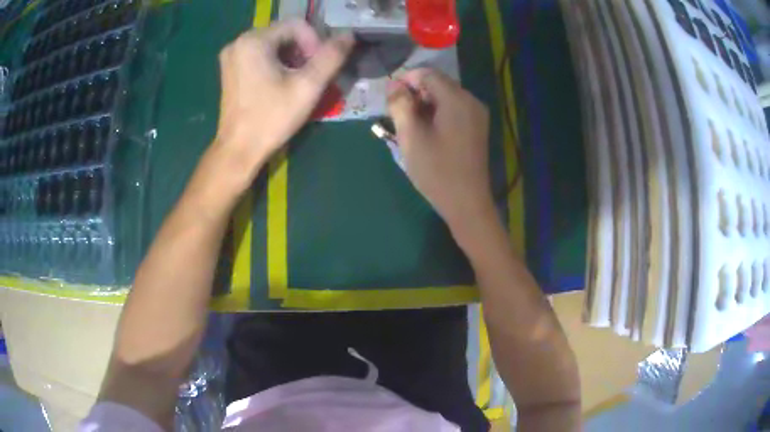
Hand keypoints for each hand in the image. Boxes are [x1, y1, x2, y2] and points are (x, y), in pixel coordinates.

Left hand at [211, 19, 353, 193]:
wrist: (238, 151)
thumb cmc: (271, 119)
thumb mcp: (307, 87)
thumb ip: (331, 57)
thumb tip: (349, 36)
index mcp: (253, 40)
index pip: (297, 25)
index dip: (315, 42)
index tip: (319, 68)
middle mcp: (239, 42)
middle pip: (284, 33)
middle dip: (304, 50)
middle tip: (312, 75)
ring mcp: (232, 56)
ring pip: (274, 44)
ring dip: (292, 57)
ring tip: (299, 81)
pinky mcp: (231, 69)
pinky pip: (261, 55)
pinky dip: (277, 63)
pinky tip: (282, 83)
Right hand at [387, 68, 493, 228]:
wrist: (467, 202)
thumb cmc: (436, 170)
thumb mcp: (410, 136)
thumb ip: (400, 104)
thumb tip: (393, 84)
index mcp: (457, 99)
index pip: (427, 74)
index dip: (406, 80)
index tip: (390, 99)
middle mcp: (471, 100)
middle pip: (438, 83)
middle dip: (415, 93)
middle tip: (398, 115)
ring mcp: (477, 114)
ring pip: (445, 96)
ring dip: (425, 104)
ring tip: (410, 125)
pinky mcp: (477, 127)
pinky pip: (454, 109)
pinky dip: (438, 113)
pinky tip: (428, 131)